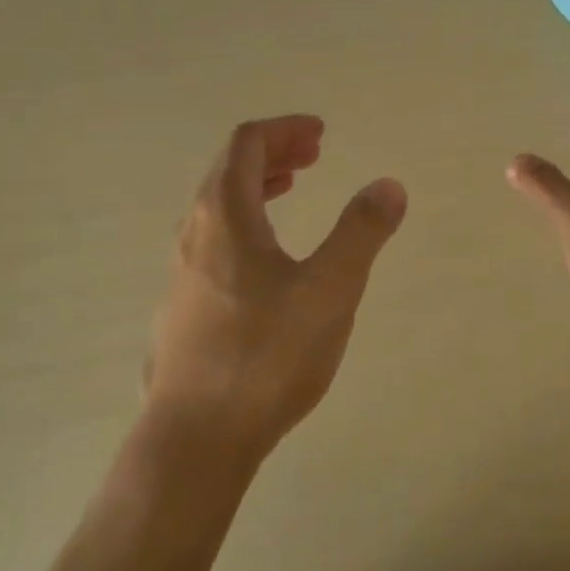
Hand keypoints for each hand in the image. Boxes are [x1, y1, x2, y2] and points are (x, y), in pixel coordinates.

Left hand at [147, 116, 405, 465]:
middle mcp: (193, 234)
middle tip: (313, 155)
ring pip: (217, 208)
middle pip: (229, 171)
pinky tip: (267, 259)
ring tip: (291, 189)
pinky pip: (213, 241)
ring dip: (257, 187)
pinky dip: (246, 223)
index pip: (247, 144)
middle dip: (273, 153)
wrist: (196, 440)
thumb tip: (389, 185)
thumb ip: (361, 232)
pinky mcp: (181, 308)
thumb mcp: (330, 289)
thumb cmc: (266, 355)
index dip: (285, 130)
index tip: (320, 134)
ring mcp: (180, 273)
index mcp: (224, 215)